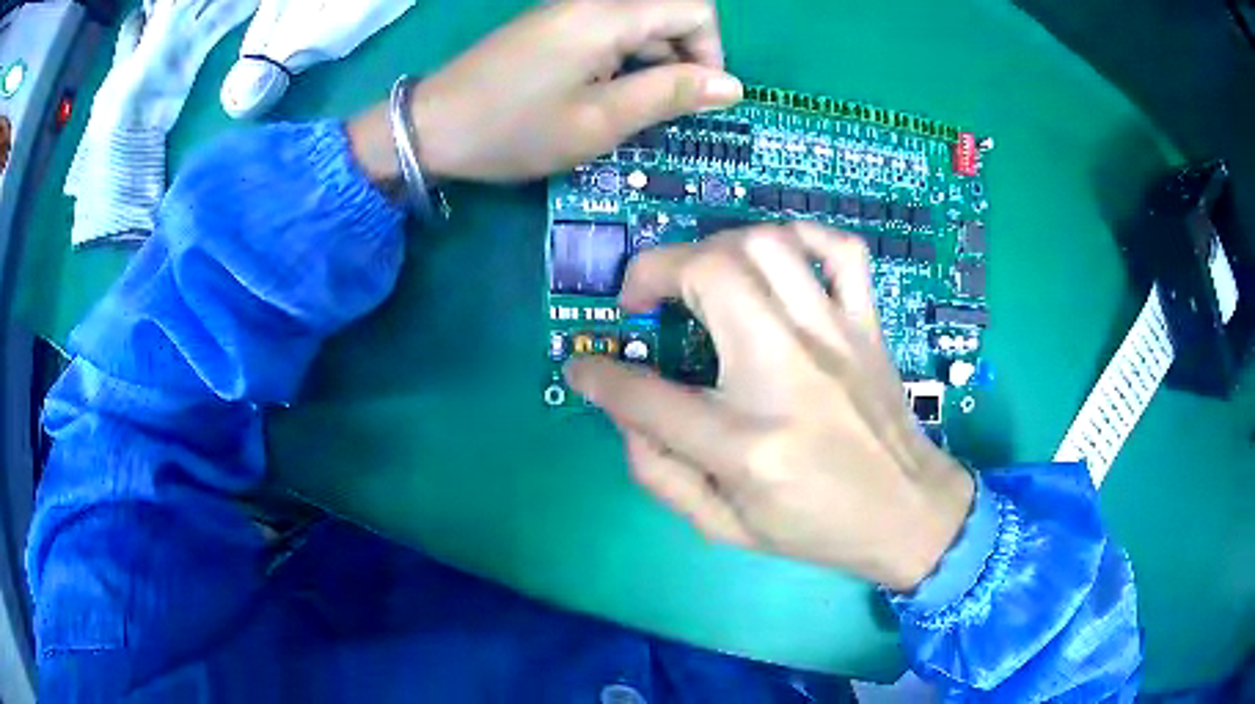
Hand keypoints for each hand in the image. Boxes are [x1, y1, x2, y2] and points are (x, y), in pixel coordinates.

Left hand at [408, 0, 741, 182]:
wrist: (430, 126)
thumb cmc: (513, 129)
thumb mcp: (599, 122)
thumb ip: (669, 96)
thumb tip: (732, 86)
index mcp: (608, 15)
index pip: (696, 10)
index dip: (710, 53)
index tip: (695, 98)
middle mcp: (593, 1)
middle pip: (670, 13)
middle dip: (684, 60)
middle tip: (665, 112)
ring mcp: (569, 11)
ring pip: (640, 25)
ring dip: (653, 64)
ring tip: (631, 112)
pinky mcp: (553, 26)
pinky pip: (609, 32)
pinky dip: (623, 62)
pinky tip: (603, 97)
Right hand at [565, 224, 975, 591]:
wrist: (910, 514)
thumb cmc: (817, 528)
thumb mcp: (725, 527)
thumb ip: (660, 474)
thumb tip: (624, 413)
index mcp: (748, 444)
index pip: (646, 396)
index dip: (599, 376)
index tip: (582, 366)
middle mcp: (790, 374)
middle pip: (710, 275)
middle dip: (653, 271)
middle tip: (642, 300)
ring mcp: (836, 338)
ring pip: (766, 245)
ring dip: (716, 248)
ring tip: (701, 278)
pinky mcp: (867, 325)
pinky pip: (840, 250)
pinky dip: (802, 237)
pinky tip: (779, 258)